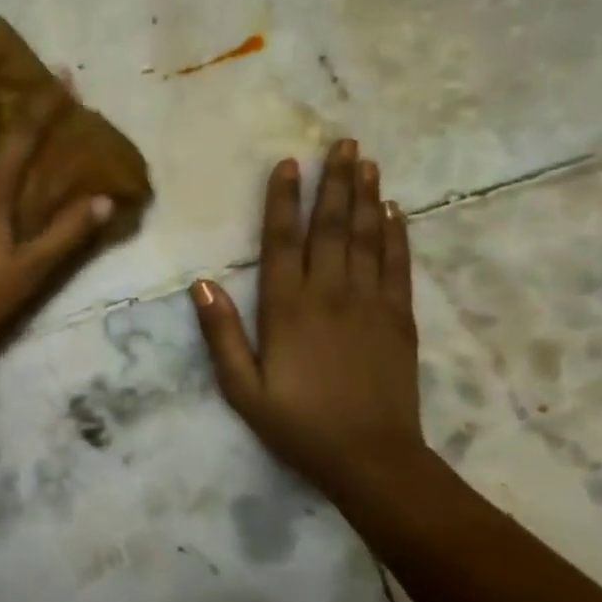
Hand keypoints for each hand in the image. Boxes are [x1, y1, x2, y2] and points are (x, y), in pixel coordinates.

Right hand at [191, 140, 425, 499]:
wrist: (371, 458)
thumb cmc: (297, 425)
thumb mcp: (241, 389)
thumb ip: (221, 335)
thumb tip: (202, 284)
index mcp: (287, 309)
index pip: (283, 241)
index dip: (284, 201)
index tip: (289, 165)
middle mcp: (330, 294)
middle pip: (331, 227)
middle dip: (335, 183)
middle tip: (343, 143)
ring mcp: (370, 303)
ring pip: (368, 237)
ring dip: (367, 197)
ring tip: (367, 162)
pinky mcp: (399, 318)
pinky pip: (398, 265)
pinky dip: (397, 234)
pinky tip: (395, 211)